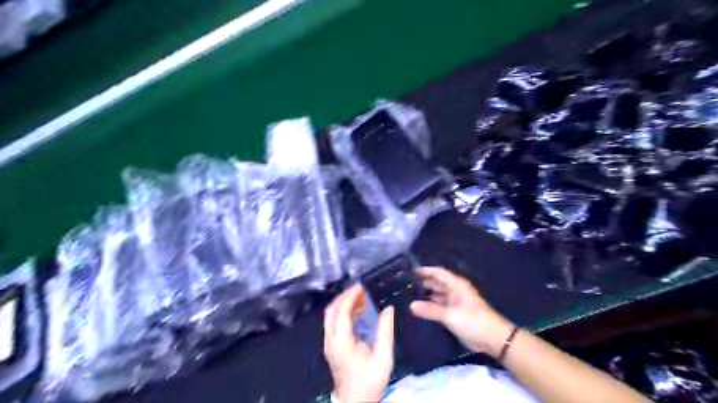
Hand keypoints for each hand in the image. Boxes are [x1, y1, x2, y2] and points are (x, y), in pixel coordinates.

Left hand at [325, 285, 395, 400]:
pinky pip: (332, 322)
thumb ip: (385, 332)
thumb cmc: (369, 381)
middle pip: (331, 310)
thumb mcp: (383, 358)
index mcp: (341, 342)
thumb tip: (388, 309)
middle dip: (345, 296)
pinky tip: (356, 311)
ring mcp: (328, 343)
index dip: (350, 296)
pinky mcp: (330, 346)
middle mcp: (330, 340)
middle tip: (361, 289)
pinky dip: (342, 312)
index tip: (361, 286)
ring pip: (330, 315)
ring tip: (360, 297)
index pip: (341, 311)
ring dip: (343, 303)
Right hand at [410, 268, 510, 355]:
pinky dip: (431, 306)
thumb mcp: (451, 315)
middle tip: (406, 284)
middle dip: (424, 282)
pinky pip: (440, 306)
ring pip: (438, 294)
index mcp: (457, 285)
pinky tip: (420, 308)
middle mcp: (455, 291)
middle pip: (437, 283)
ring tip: (409, 295)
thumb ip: (430, 310)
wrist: (495, 340)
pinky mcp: (456, 314)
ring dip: (426, 294)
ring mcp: (456, 302)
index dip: (425, 270)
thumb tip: (411, 305)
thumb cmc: (474, 321)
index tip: (410, 271)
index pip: (439, 272)